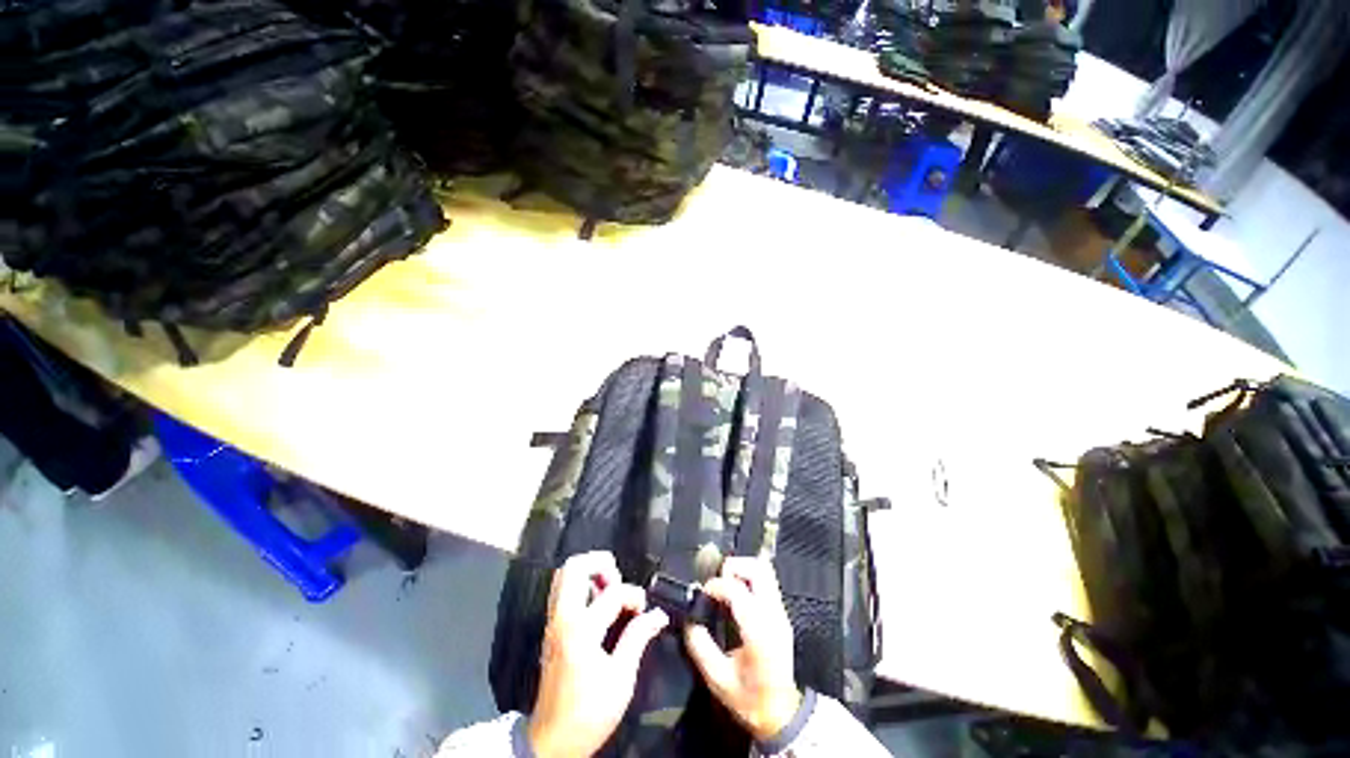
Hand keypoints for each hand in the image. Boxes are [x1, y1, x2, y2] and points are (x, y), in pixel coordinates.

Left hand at [529, 551, 668, 757]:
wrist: (551, 742)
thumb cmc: (589, 713)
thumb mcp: (621, 679)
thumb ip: (638, 638)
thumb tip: (658, 614)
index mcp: (582, 629)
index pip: (613, 592)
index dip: (635, 596)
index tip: (644, 611)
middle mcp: (563, 617)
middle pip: (576, 566)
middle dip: (602, 564)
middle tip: (619, 581)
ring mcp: (553, 621)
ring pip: (564, 574)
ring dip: (589, 572)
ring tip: (609, 589)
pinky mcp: (551, 628)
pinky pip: (562, 589)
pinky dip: (580, 584)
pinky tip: (597, 602)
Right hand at [684, 557, 801, 741]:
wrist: (782, 714)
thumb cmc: (749, 699)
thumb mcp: (718, 680)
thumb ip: (700, 647)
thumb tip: (689, 621)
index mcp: (758, 631)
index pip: (737, 590)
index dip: (716, 585)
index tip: (702, 594)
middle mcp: (773, 615)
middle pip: (758, 569)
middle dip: (733, 567)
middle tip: (717, 582)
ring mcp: (780, 612)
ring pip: (765, 571)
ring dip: (743, 570)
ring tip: (725, 586)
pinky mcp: (781, 614)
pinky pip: (766, 582)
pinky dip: (749, 579)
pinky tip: (736, 596)